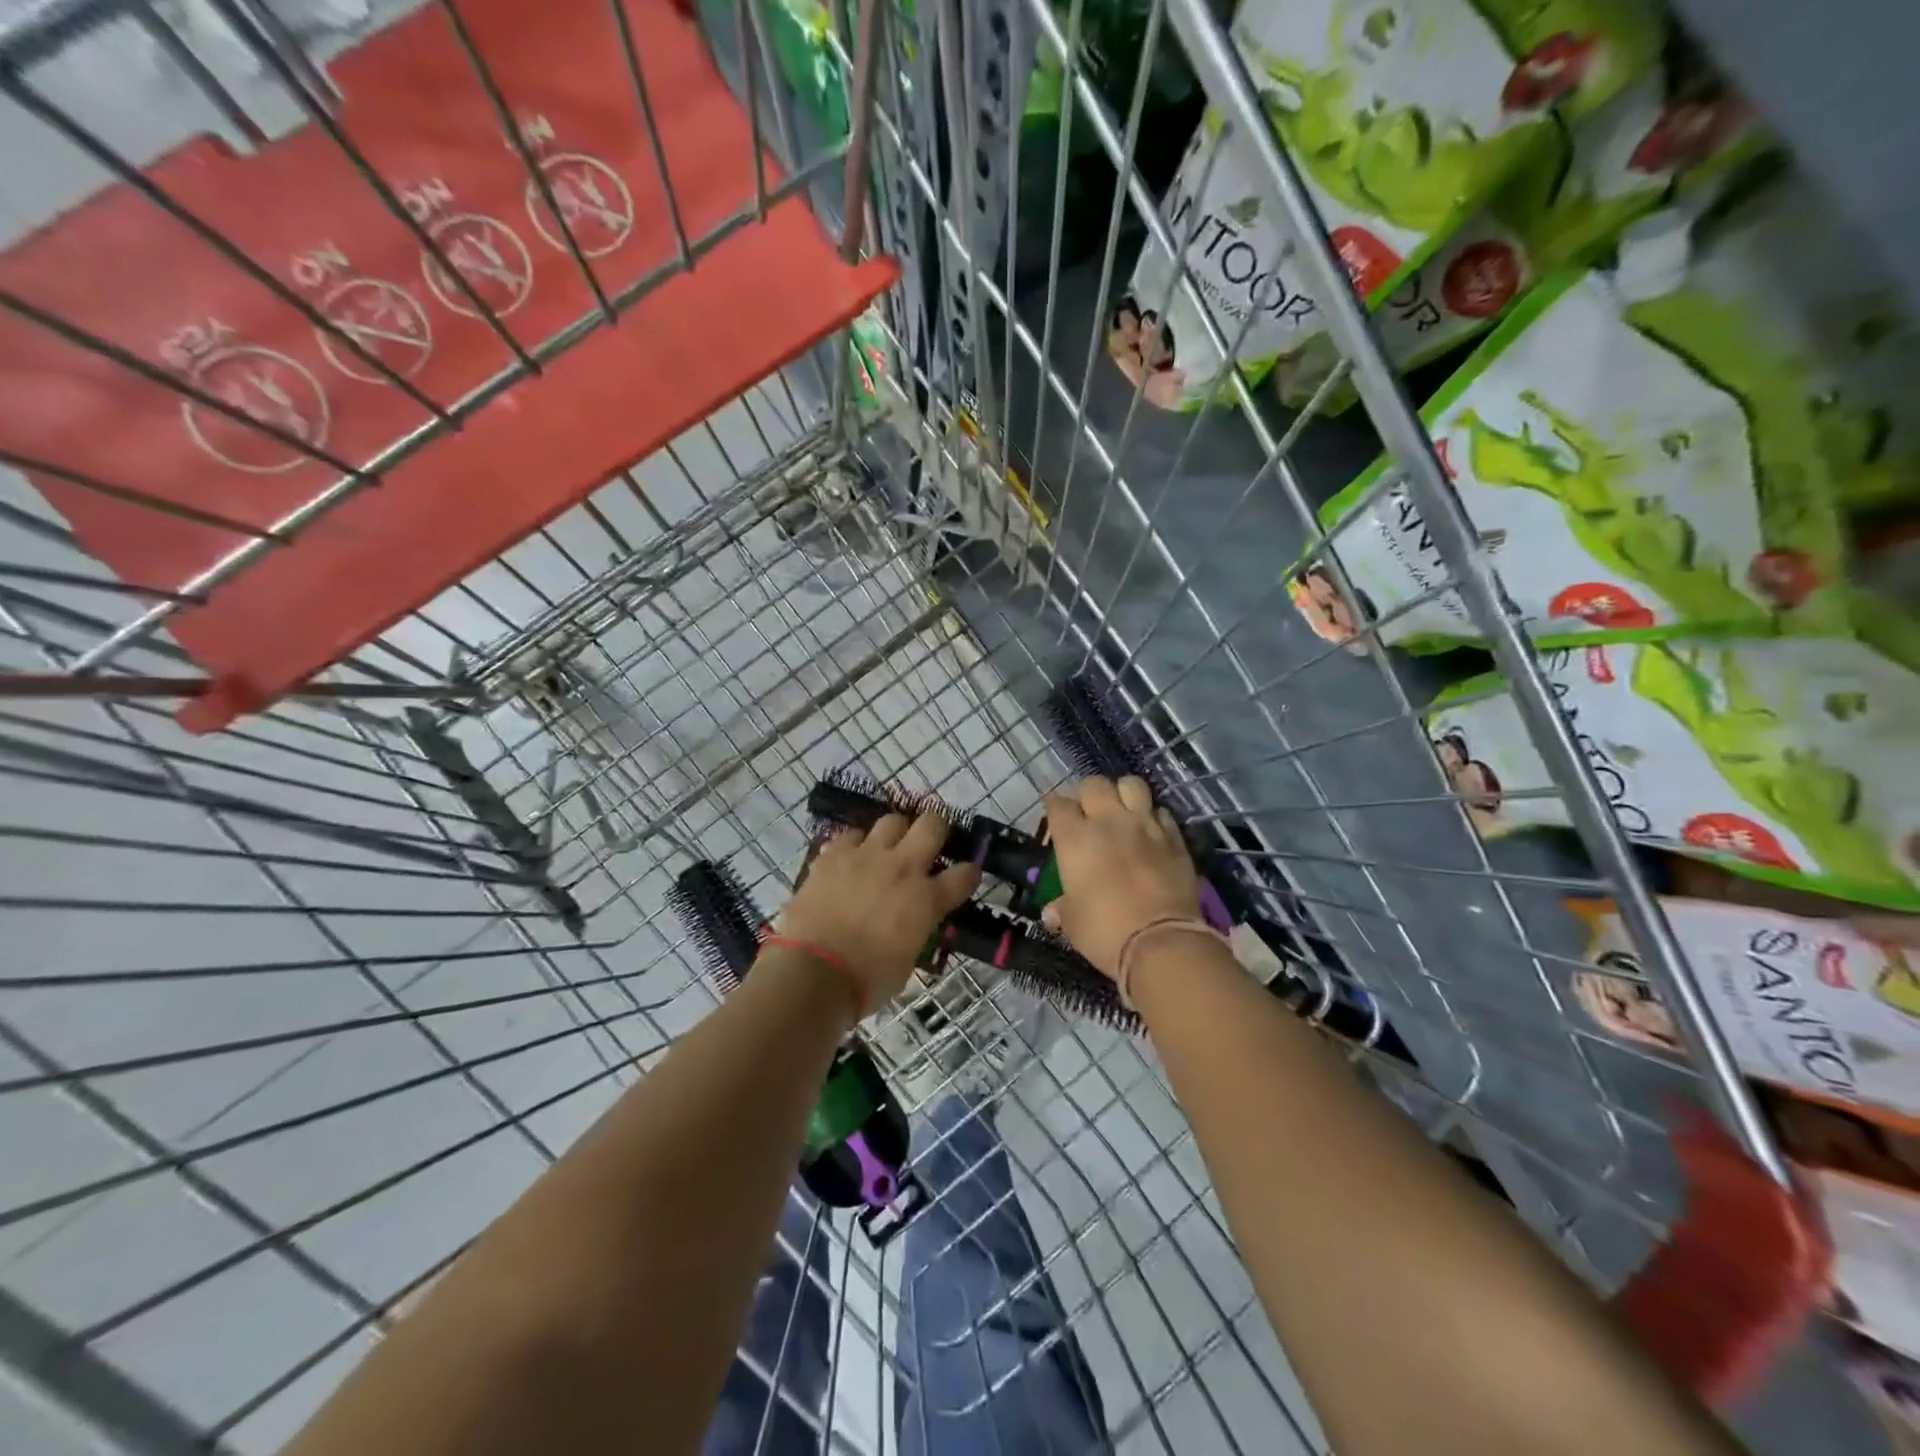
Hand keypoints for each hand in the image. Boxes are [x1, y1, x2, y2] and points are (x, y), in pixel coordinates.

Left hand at [776, 813, 981, 1011]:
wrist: (812, 972)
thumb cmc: (866, 981)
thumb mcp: (907, 960)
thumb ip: (916, 931)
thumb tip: (912, 924)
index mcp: (927, 900)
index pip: (965, 874)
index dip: (968, 874)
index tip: (965, 877)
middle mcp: (903, 868)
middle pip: (932, 825)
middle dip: (936, 828)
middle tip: (929, 842)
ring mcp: (866, 856)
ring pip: (892, 820)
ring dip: (895, 833)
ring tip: (888, 848)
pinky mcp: (833, 855)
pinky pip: (851, 836)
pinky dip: (855, 845)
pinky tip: (851, 859)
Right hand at [1044, 776, 1200, 978]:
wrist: (1161, 942)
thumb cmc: (1105, 931)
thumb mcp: (1073, 923)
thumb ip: (1062, 909)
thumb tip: (1051, 912)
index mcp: (1075, 838)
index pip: (1058, 805)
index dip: (1055, 809)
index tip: (1056, 820)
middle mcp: (1108, 821)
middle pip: (1094, 784)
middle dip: (1089, 795)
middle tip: (1089, 814)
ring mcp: (1145, 826)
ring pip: (1132, 785)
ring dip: (1124, 794)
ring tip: (1122, 812)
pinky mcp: (1174, 838)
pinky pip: (1162, 812)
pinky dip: (1153, 817)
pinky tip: (1151, 832)